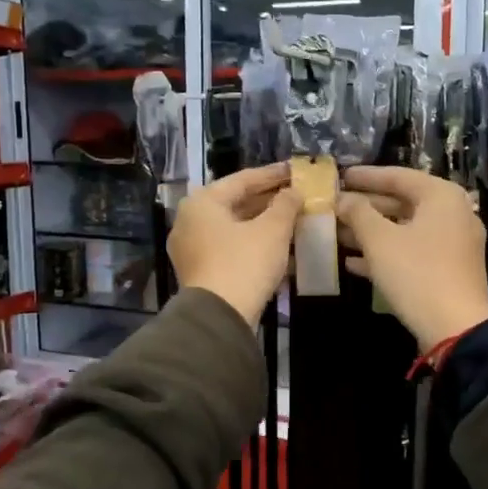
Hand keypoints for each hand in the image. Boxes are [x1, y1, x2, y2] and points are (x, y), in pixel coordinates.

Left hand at [170, 163, 300, 325]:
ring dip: (264, 225)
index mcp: (203, 202)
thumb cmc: (244, 263)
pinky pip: (231, 249)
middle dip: (269, 201)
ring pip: (234, 228)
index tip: (296, 171)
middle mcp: (190, 221)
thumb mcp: (273, 229)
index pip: (242, 179)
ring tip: (294, 221)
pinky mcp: (200, 272)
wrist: (219, 317)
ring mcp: (192, 248)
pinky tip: (280, 249)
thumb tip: (293, 192)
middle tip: (297, 196)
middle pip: (236, 203)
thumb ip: (286, 204)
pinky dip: (254, 245)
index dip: (273, 175)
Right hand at [337, 167, 487, 352]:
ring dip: (370, 232)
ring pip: (404, 229)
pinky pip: (412, 251)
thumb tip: (342, 199)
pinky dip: (386, 253)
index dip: (365, 177)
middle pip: (402, 202)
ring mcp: (453, 243)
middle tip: (334, 207)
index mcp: (441, 196)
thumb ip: (358, 213)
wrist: (455, 328)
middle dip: (365, 207)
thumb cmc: (417, 273)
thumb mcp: (380, 240)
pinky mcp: (448, 269)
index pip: (398, 176)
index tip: (339, 177)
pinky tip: (353, 262)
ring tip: (336, 234)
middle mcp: (453, 213)